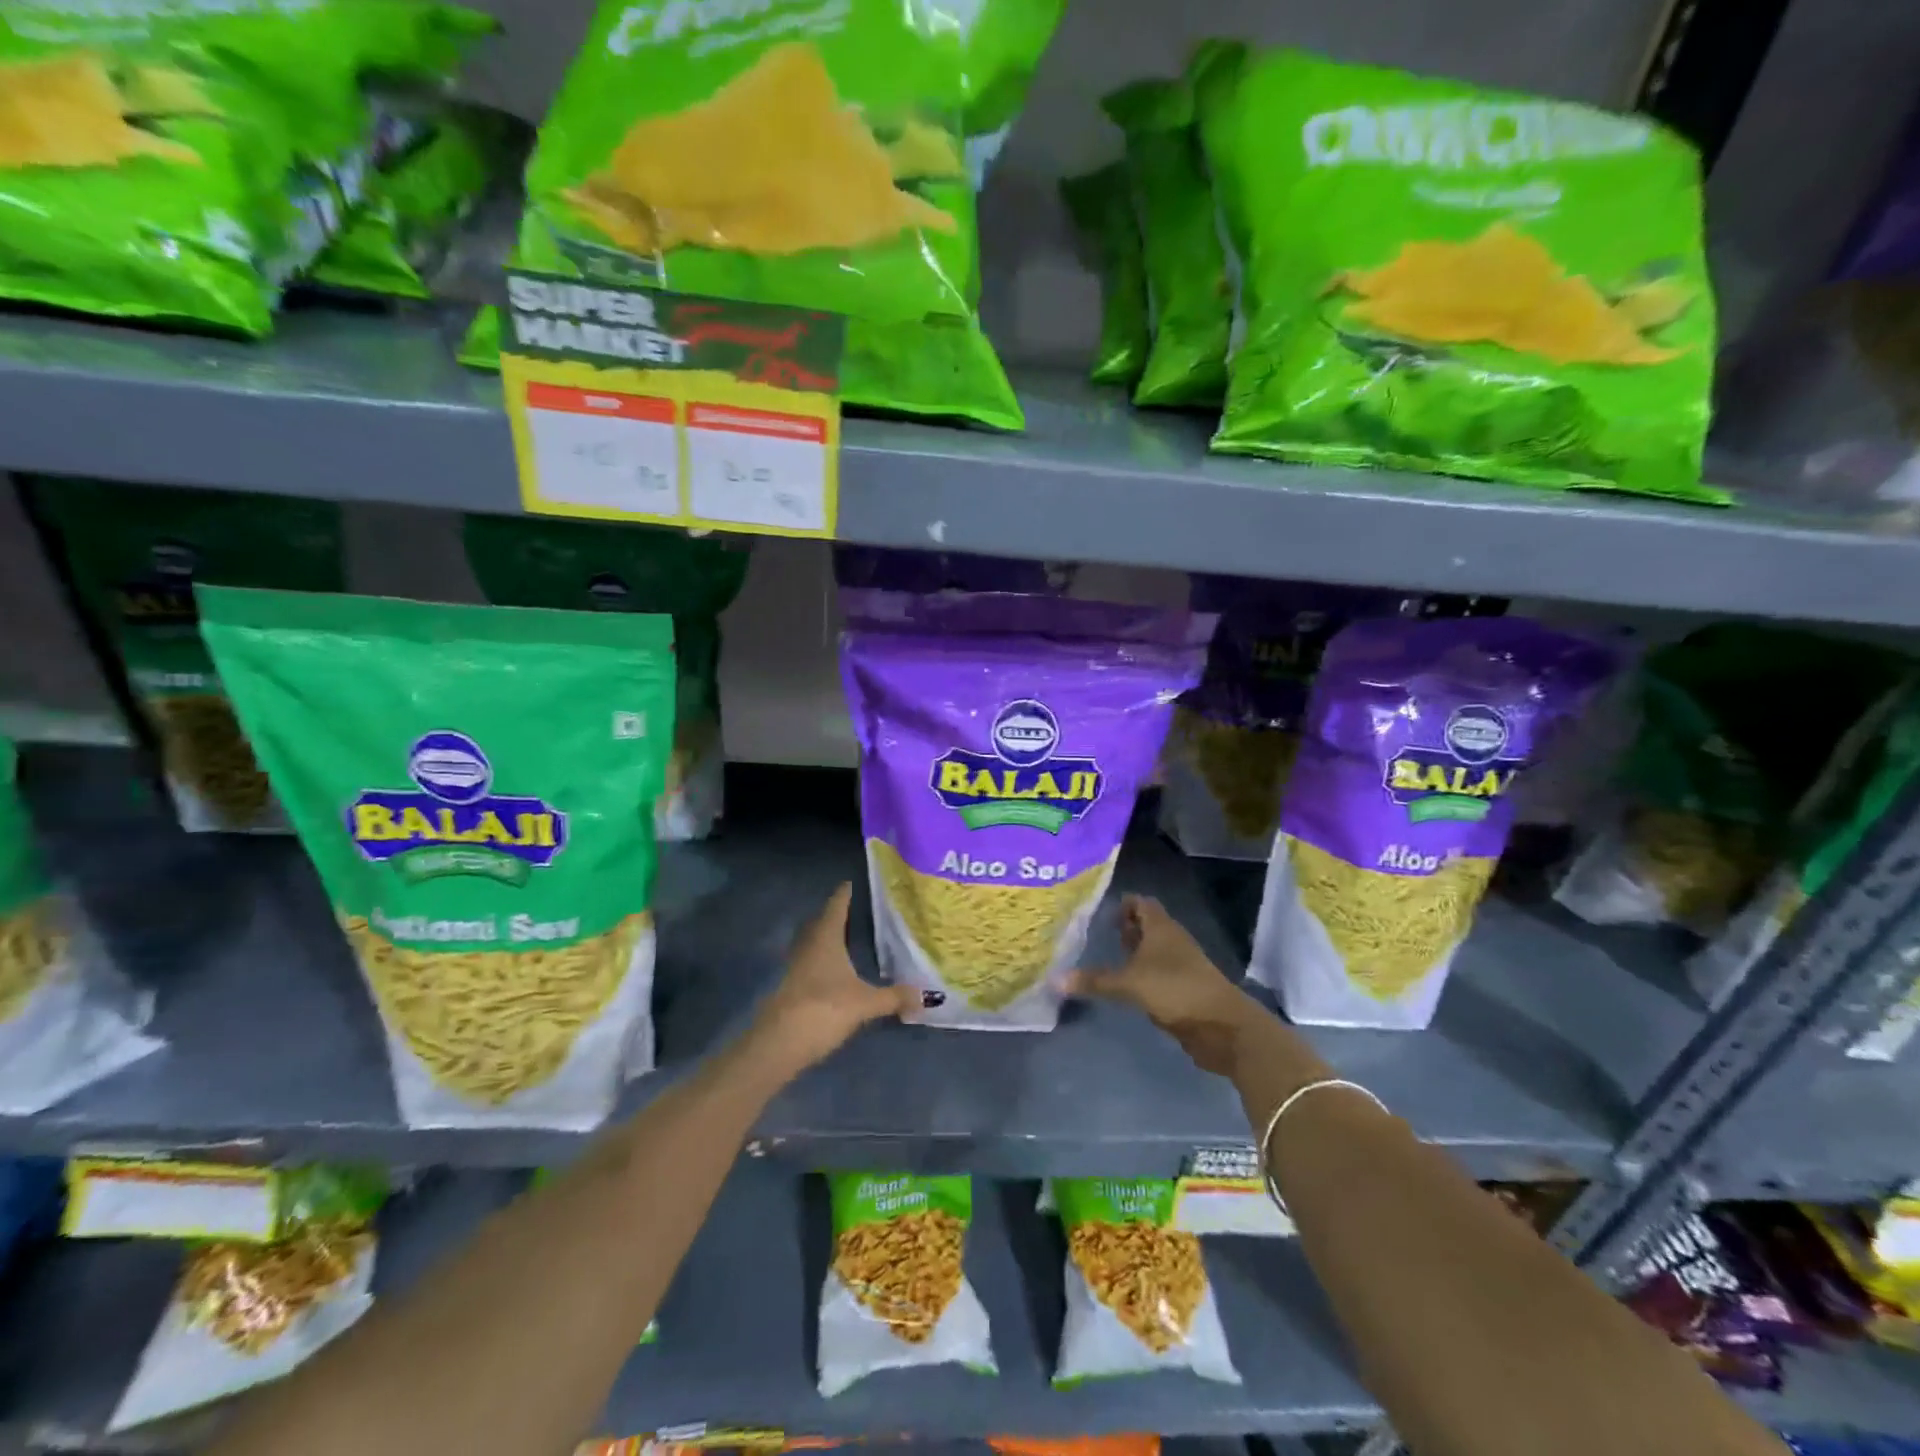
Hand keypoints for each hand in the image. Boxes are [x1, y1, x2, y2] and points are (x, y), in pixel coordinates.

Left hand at [751, 884, 918, 1073]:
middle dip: (833, 916)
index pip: (835, 908)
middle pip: (819, 924)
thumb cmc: (825, 1008)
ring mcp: (795, 969)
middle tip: (850, 910)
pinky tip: (833, 973)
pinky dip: (821, 962)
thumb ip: (894, 997)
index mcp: (826, 939)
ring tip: (844, 939)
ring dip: (825, 940)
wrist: (780, 1044)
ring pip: (812, 945)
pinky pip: (809, 965)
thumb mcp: (866, 1003)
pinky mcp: (790, 990)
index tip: (849, 883)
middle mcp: (808, 947)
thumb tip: (926, 995)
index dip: (843, 895)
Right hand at [1069, 895, 1268, 1076]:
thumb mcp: (1129, 984)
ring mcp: (1180, 965)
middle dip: (1123, 928)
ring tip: (1103, 958)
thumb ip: (1094, 981)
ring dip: (1132, 953)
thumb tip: (1054, 979)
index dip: (1121, 904)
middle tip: (1093, 933)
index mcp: (1161, 928)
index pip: (1140, 903)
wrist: (1222, 1026)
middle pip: (1146, 926)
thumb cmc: (1175, 990)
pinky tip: (1122, 987)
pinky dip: (1140, 975)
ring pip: (1151, 951)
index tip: (1097, 911)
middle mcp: (1171, 940)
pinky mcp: (1183, 989)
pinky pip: (1156, 974)